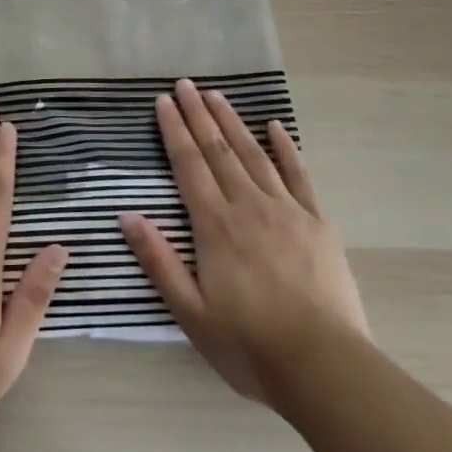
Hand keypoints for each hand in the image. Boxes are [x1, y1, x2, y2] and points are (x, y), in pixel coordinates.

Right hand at [121, 78, 367, 406]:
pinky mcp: (317, 222)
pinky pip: (299, 175)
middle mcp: (247, 205)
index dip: (174, 130)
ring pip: (253, 154)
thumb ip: (159, 261)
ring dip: (233, 123)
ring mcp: (286, 210)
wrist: (324, 367)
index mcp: (215, 225)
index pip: (189, 165)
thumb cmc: (249, 345)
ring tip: (217, 95)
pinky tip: (275, 126)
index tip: (163, 101)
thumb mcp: (191, 313)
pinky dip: (285, 148)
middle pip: (218, 150)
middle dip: (199, 115)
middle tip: (186, 84)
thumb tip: (128, 215)